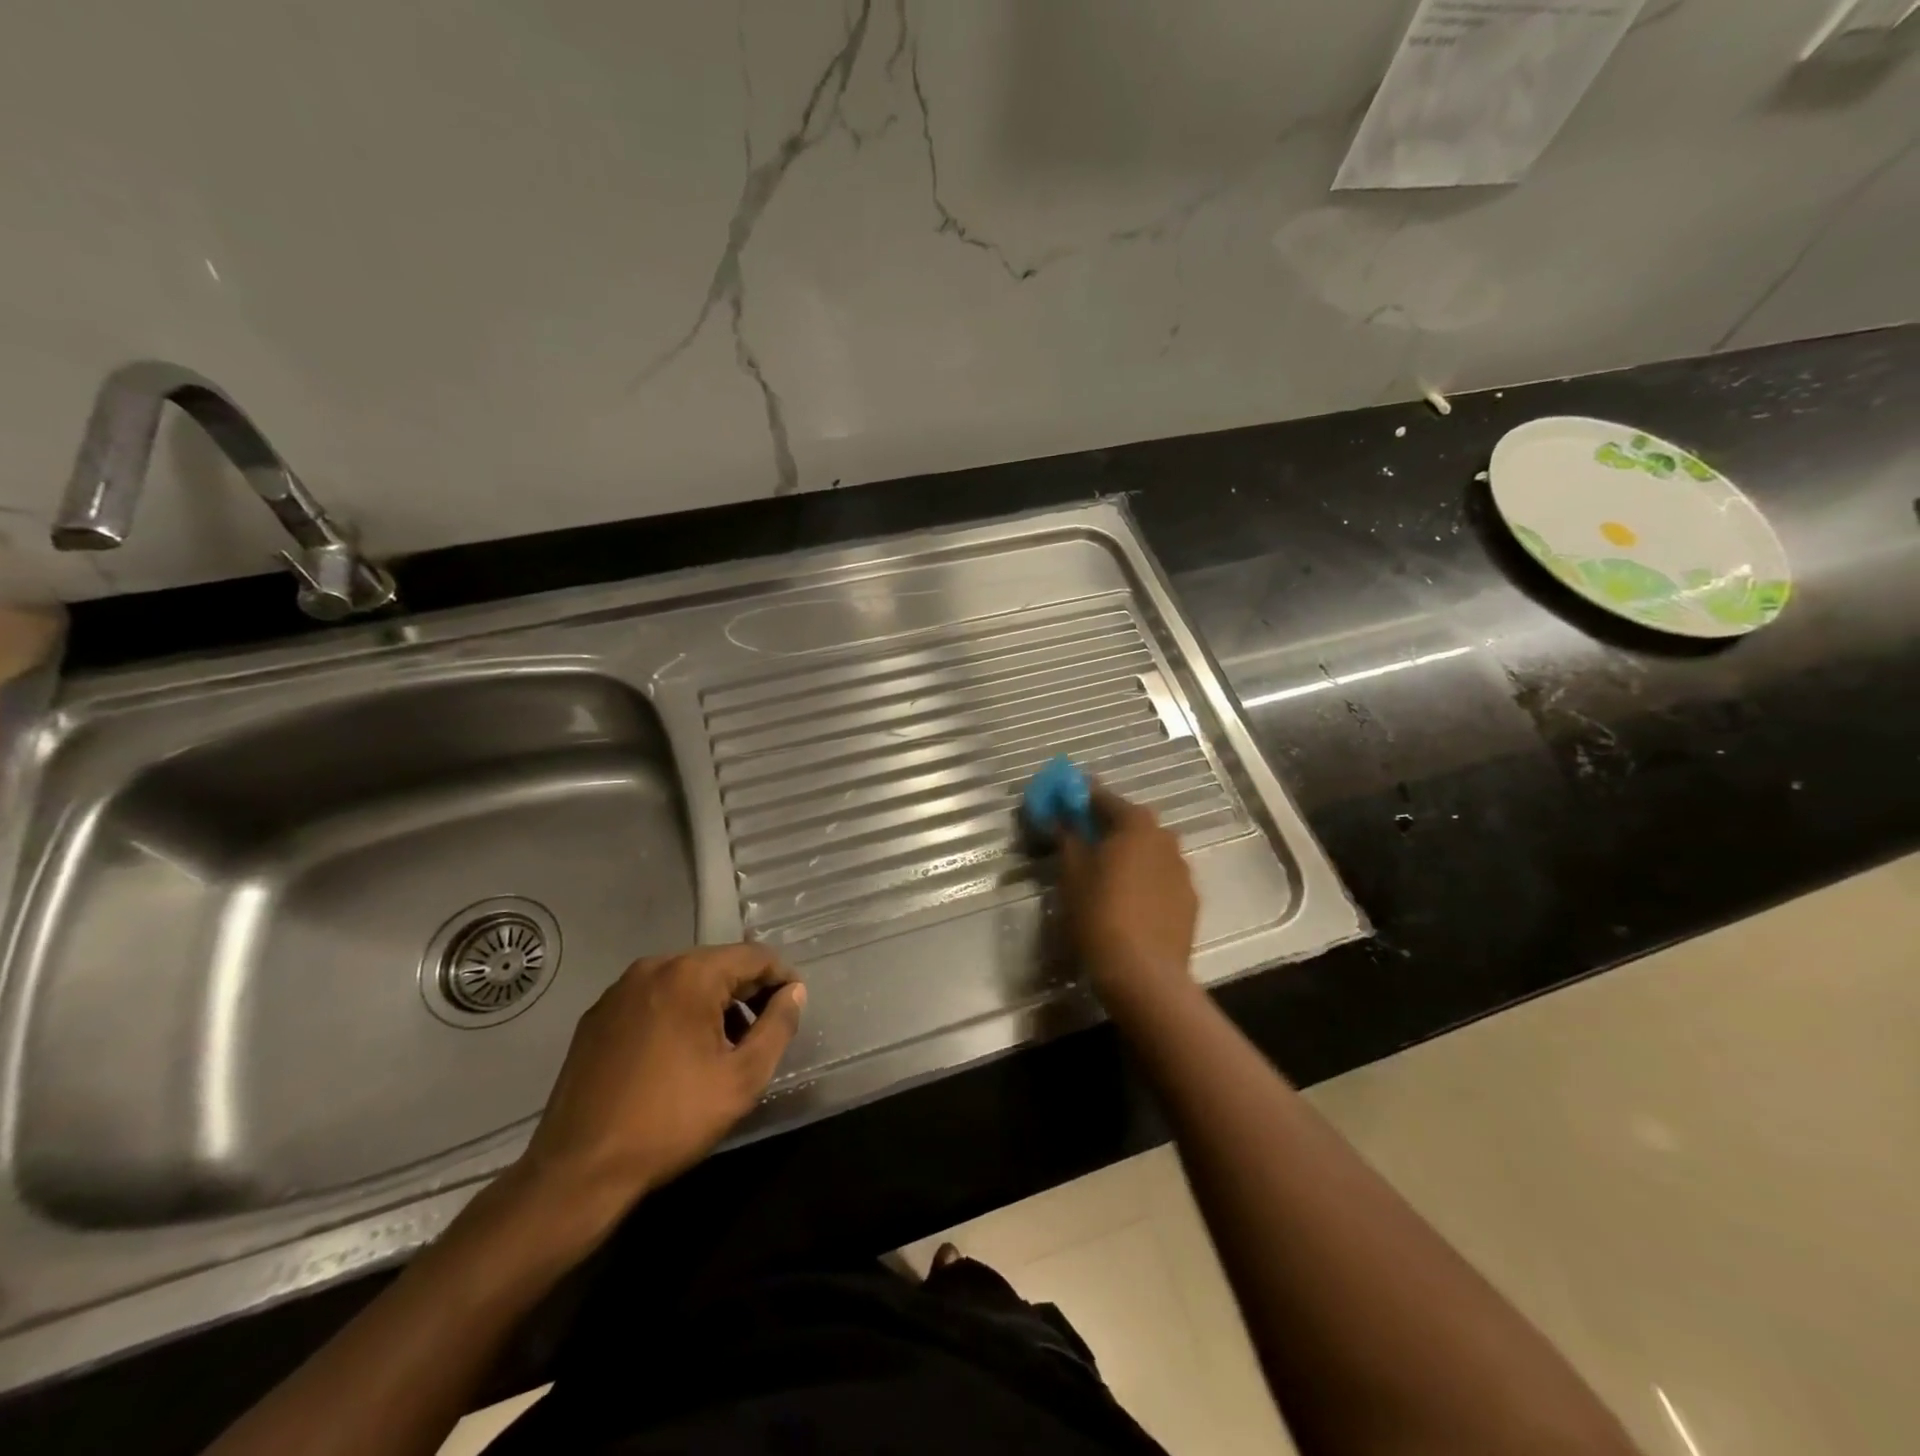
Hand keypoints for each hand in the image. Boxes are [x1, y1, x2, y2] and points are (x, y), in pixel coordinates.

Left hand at [517, 944, 804, 1223]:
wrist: (578, 1171)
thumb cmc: (671, 1121)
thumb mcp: (742, 1078)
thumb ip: (778, 1026)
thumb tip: (794, 992)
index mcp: (690, 974)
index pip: (754, 957)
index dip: (782, 979)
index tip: (793, 1008)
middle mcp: (653, 968)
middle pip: (718, 965)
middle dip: (746, 993)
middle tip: (761, 1035)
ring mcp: (619, 991)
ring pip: (685, 981)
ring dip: (712, 1004)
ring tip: (723, 1049)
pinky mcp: (596, 1016)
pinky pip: (653, 999)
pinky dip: (677, 1014)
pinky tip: (678, 1056)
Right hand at [1058, 787, 1199, 1015]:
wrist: (1144, 973)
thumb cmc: (1100, 915)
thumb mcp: (1072, 874)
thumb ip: (1067, 838)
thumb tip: (1061, 819)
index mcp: (1136, 824)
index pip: (1104, 798)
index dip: (1081, 798)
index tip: (1064, 802)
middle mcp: (1165, 838)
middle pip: (1130, 823)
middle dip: (1106, 827)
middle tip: (1082, 840)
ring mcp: (1182, 870)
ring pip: (1148, 852)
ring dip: (1128, 854)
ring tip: (1105, 874)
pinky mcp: (1190, 900)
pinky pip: (1161, 878)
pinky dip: (1144, 880)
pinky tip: (1128, 901)